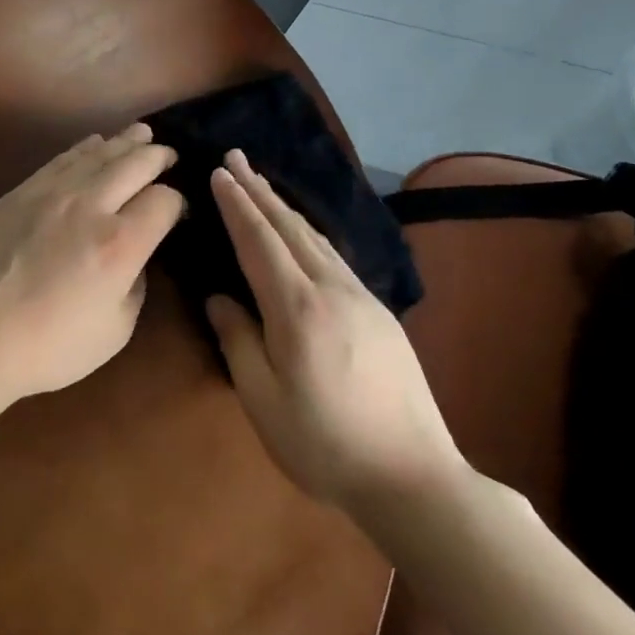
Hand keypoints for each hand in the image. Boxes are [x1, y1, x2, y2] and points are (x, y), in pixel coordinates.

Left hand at [0, 124, 183, 404]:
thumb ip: (136, 283)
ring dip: (125, 142)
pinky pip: (62, 158)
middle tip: (169, 155)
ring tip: (141, 134)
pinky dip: (86, 148)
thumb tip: (137, 253)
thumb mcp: (116, 329)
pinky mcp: (22, 191)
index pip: (164, 201)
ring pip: (98, 153)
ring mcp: (52, 192)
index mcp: (120, 243)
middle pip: (135, 164)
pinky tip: (95, 144)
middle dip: (158, 156)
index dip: (178, 202)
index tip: (177, 211)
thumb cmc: (51, 346)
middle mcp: (90, 205)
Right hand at [205, 150, 465, 517]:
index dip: (236, 205)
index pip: (258, 241)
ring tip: (261, 183)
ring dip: (283, 205)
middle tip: (236, 156)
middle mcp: (330, 289)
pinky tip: (303, 230)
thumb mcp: (264, 402)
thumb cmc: (326, 445)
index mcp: (296, 309)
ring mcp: (360, 297)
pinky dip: (308, 230)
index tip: (219, 173)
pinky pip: (334, 254)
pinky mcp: (379, 311)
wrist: (415, 478)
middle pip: (288, 226)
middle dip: (258, 189)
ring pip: (314, 236)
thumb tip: (220, 298)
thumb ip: (238, 342)